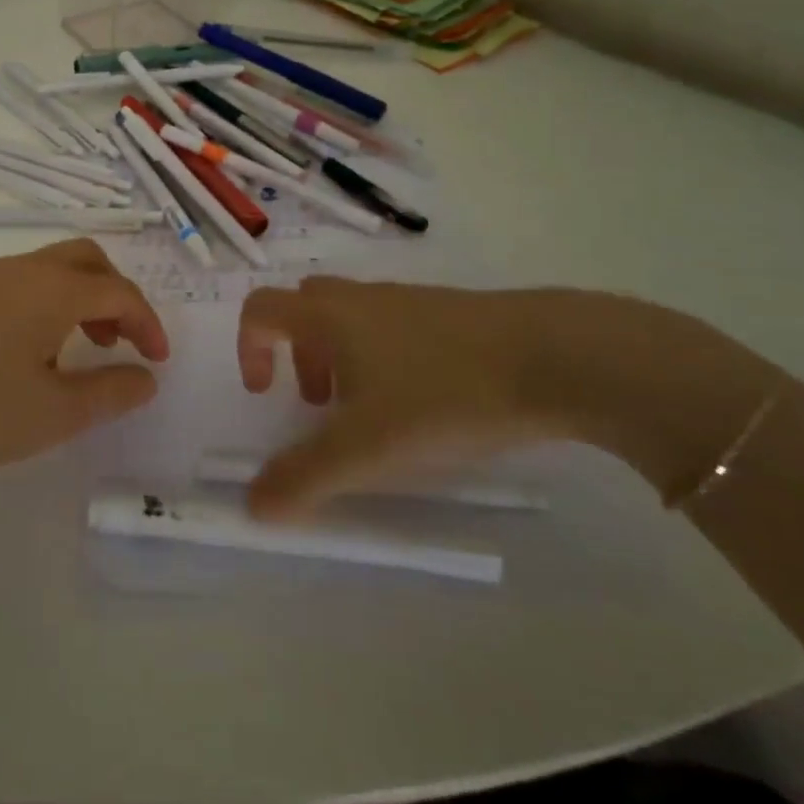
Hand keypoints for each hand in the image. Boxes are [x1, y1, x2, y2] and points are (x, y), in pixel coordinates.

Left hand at [0, 238, 169, 476]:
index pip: (120, 291)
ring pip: (54, 269)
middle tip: (121, 343)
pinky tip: (34, 351)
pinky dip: (50, 304)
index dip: (149, 323)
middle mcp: (24, 270)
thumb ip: (110, 393)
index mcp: (54, 288)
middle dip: (117, 296)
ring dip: (82, 298)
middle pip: (88, 260)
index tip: (158, 361)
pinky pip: (24, 284)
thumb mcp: (54, 413)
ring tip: (83, 348)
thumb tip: (147, 377)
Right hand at [236, 278, 566, 519]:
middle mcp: (360, 298)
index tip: (264, 393)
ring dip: (342, 359)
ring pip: (352, 319)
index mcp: (328, 316)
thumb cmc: (442, 394)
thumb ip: (305, 478)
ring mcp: (408, 300)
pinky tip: (426, 403)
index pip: (261, 310)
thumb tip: (252, 505)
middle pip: (304, 309)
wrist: (554, 357)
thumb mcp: (367, 449)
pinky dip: (386, 357)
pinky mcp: (451, 312)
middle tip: (320, 404)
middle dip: (298, 356)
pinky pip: (394, 326)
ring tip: (374, 413)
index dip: (248, 348)